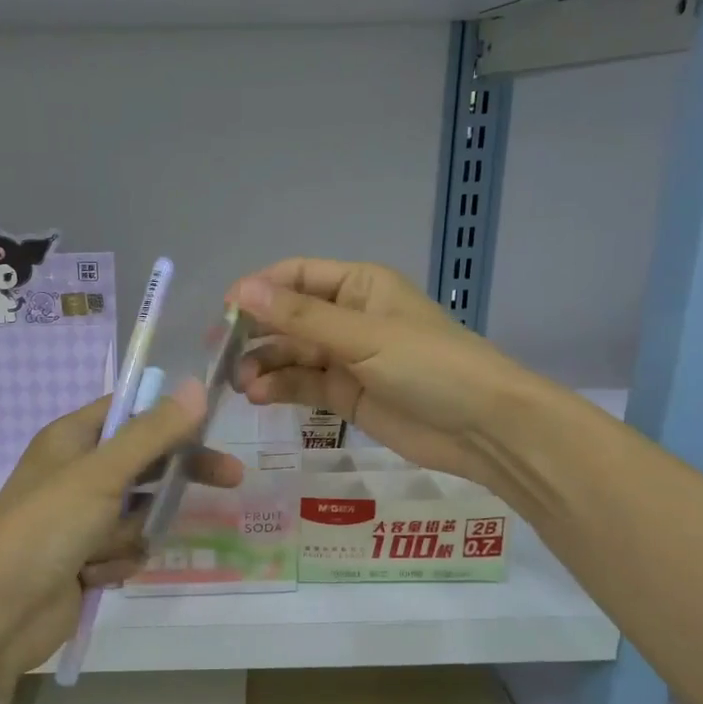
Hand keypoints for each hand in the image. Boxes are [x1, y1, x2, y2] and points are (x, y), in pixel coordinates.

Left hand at [0, 383, 243, 677]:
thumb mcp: (101, 473)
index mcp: (71, 439)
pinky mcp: (85, 558)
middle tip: (229, 478)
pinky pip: (125, 548)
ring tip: (104, 548)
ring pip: (139, 512)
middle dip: (174, 478)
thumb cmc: (45, 528)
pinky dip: (116, 561)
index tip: (211, 423)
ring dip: (132, 532)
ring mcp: (80, 518)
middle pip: (144, 462)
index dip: (168, 414)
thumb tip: (196, 387)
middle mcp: (76, 473)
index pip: (129, 410)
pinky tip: (94, 575)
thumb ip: (152, 433)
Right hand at [229, 258, 521, 486]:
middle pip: (287, 317)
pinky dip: (280, 388)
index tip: (224, 313)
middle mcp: (348, 317)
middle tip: (221, 356)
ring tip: (241, 384)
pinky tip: (260, 397)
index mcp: (358, 286)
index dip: (258, 290)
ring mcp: (346, 358)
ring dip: (264, 365)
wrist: (482, 427)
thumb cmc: (429, 365)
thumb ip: (300, 317)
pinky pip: (303, 384)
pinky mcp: (345, 395)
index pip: (295, 276)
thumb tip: (240, 290)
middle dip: (255, 333)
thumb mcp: (363, 336)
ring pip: (291, 354)